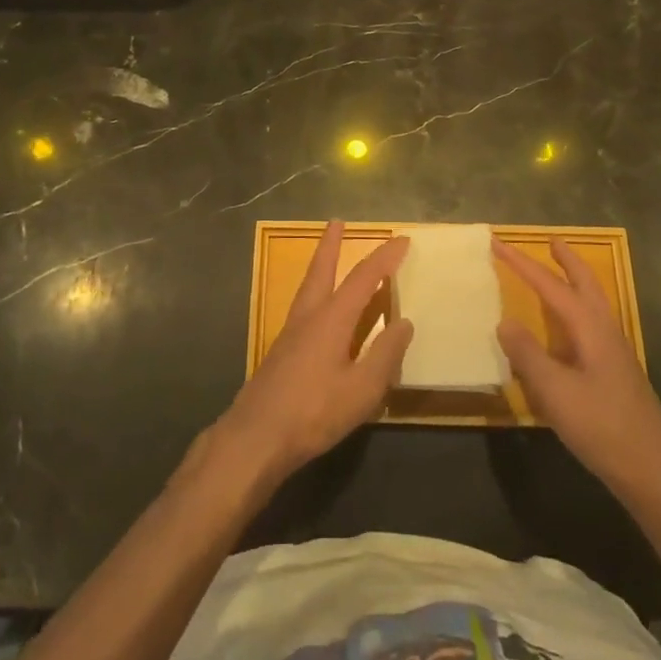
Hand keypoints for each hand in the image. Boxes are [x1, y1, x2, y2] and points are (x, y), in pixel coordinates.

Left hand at [217, 223, 412, 487]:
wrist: (256, 437)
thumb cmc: (314, 411)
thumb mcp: (362, 388)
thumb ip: (385, 354)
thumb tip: (404, 322)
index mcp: (331, 319)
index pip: (363, 278)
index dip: (384, 259)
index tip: (402, 240)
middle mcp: (308, 317)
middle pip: (321, 270)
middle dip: (331, 245)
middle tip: (336, 222)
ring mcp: (290, 334)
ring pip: (308, 288)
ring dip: (320, 266)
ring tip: (328, 257)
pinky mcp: (281, 353)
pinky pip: (304, 309)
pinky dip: (317, 296)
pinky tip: (322, 313)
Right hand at [494, 237, 660, 498]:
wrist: (653, 471)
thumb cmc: (602, 427)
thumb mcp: (555, 391)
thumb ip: (528, 354)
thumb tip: (504, 321)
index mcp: (591, 329)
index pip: (551, 286)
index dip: (523, 265)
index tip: (498, 244)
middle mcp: (606, 333)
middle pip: (586, 285)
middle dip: (568, 261)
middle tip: (551, 241)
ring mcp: (615, 353)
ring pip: (593, 304)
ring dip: (576, 282)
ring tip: (558, 273)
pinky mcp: (616, 374)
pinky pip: (592, 326)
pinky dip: (576, 311)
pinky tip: (565, 330)